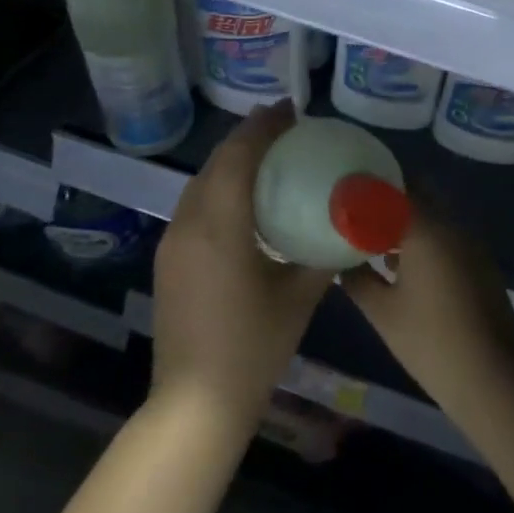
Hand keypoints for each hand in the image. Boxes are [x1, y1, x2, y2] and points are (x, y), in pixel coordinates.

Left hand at [150, 100, 333, 432]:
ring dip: (232, 160)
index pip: (240, 156)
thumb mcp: (299, 296)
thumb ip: (321, 252)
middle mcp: (189, 223)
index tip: (291, 108)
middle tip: (284, 125)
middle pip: (217, 162)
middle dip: (249, 136)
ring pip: (201, 181)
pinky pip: (194, 204)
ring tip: (267, 153)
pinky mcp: (168, 259)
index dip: (264, 126)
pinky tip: (243, 197)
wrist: (195, 404)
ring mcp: (173, 241)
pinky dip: (219, 185)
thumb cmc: (253, 347)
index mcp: (221, 225)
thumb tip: (345, 223)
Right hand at [340, 206, 513, 419]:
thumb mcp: (382, 312)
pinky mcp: (480, 263)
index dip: (370, 185)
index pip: (396, 186)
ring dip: (406, 221)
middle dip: (388, 201)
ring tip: (372, 238)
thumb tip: (339, 261)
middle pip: (418, 195)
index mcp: (427, 227)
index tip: (346, 191)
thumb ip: (357, 279)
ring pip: (433, 216)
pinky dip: (424, 239)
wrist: (492, 377)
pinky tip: (401, 264)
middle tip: (356, 213)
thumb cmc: (430, 341)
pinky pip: (447, 236)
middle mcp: (452, 225)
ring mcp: (471, 243)